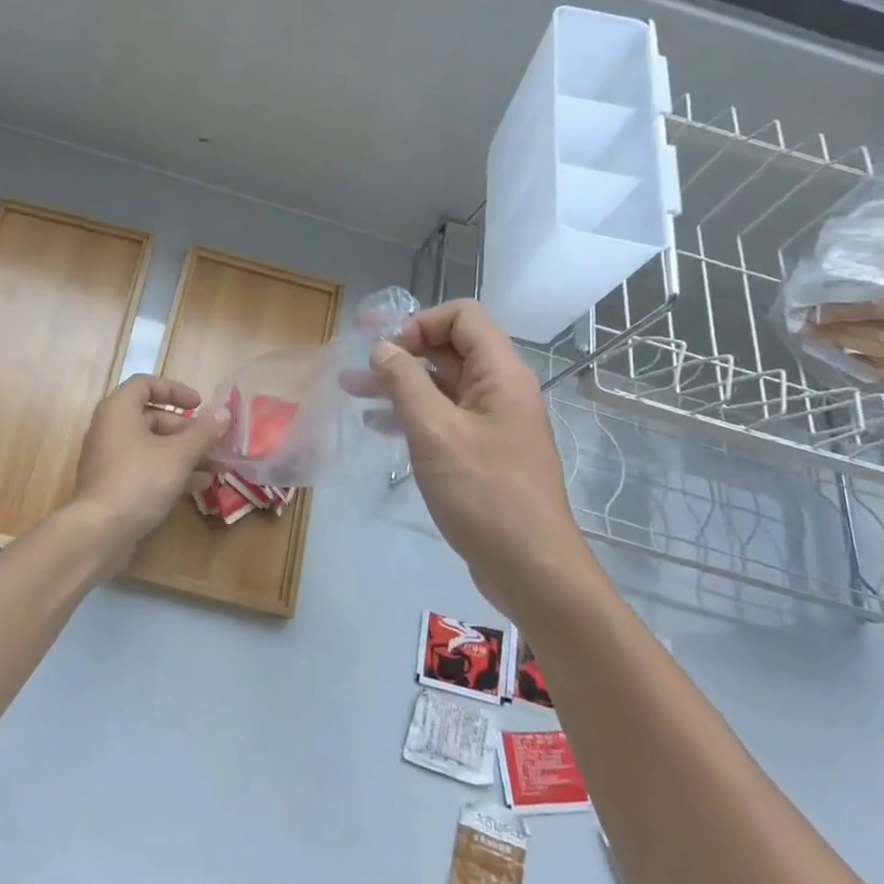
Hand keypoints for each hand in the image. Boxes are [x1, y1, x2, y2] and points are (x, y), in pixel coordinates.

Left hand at [66, 374, 229, 572]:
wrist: (100, 532)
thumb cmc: (140, 480)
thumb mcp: (179, 454)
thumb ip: (203, 432)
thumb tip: (224, 411)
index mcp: (119, 410)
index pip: (146, 384)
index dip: (175, 390)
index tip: (200, 404)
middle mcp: (109, 429)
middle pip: (151, 417)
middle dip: (185, 429)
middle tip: (211, 441)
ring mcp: (109, 458)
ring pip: (151, 446)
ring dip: (182, 452)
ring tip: (214, 465)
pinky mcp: (113, 484)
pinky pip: (144, 467)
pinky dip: (169, 470)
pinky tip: (198, 485)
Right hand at [369, 300, 590, 604]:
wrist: (530, 568)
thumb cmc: (484, 493)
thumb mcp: (434, 432)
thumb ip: (405, 382)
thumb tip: (382, 347)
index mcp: (501, 374)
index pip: (463, 316)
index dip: (421, 322)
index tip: (387, 350)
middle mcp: (501, 390)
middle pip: (451, 348)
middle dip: (402, 351)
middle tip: (357, 364)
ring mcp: (493, 422)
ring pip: (443, 384)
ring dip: (400, 383)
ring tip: (353, 391)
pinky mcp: (484, 452)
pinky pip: (445, 416)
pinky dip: (412, 413)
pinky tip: (379, 425)